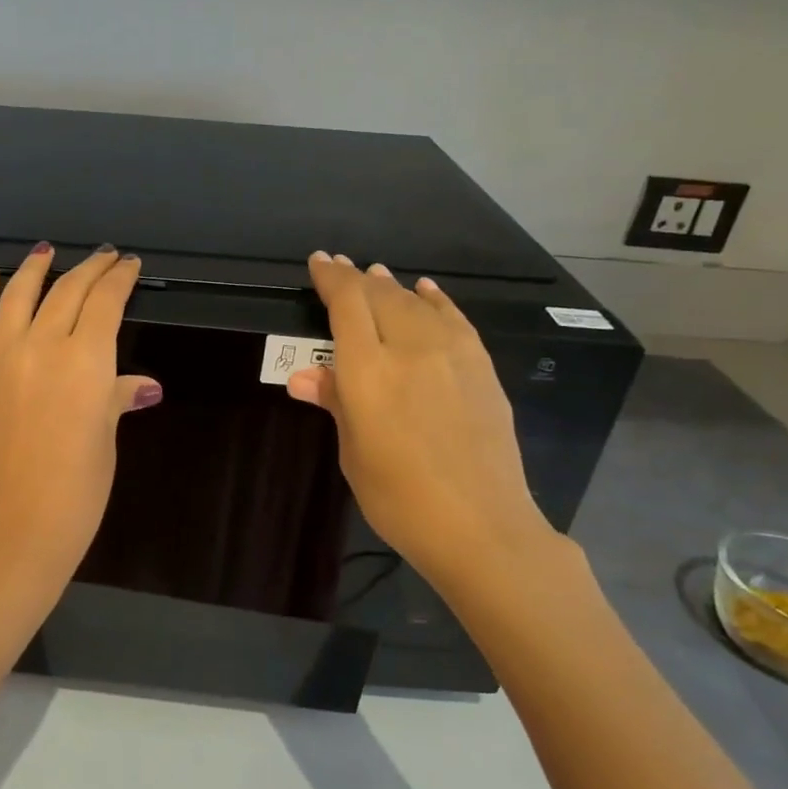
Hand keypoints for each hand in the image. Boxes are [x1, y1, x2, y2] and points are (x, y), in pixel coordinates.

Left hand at [0, 243, 160, 607]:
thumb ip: (117, 399)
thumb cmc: (76, 492)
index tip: (129, 266)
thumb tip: (143, 385)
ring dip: (35, 268)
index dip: (120, 279)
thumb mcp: (105, 440)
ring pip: (19, 294)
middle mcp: (43, 344)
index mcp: (87, 361)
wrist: (12, 528)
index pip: (106, 302)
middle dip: (89, 269)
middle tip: (103, 257)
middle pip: (67, 291)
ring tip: (46, 252)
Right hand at [287, 251, 564, 590]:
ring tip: (376, 275)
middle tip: (341, 268)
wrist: (482, 526)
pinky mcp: (481, 367)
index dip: (331, 279)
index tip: (319, 262)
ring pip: (416, 303)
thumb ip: (335, 403)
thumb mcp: (354, 453)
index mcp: (369, 372)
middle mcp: (410, 350)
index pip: (347, 306)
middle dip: (356, 278)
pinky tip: (426, 292)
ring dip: (392, 287)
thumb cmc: (399, 498)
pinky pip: (454, 319)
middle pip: (380, 297)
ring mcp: (452, 355)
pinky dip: (435, 300)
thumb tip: (306, 377)